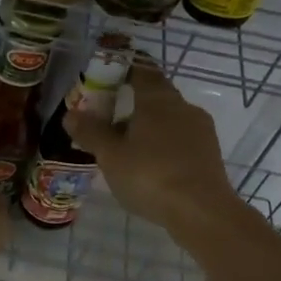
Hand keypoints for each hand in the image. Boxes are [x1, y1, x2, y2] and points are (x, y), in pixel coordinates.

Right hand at [64, 58, 237, 237]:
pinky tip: (148, 167)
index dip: (125, 67)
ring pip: (168, 119)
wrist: (202, 213)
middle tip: (106, 119)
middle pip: (155, 96)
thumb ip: (91, 132)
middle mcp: (183, 107)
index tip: (108, 73)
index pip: (142, 69)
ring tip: (123, 149)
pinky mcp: (209, 154)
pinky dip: (161, 145)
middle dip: (131, 103)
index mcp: (158, 99)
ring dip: (146, 127)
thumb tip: (71, 114)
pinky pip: (179, 140)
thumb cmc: (151, 175)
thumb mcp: (111, 155)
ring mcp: (200, 131)